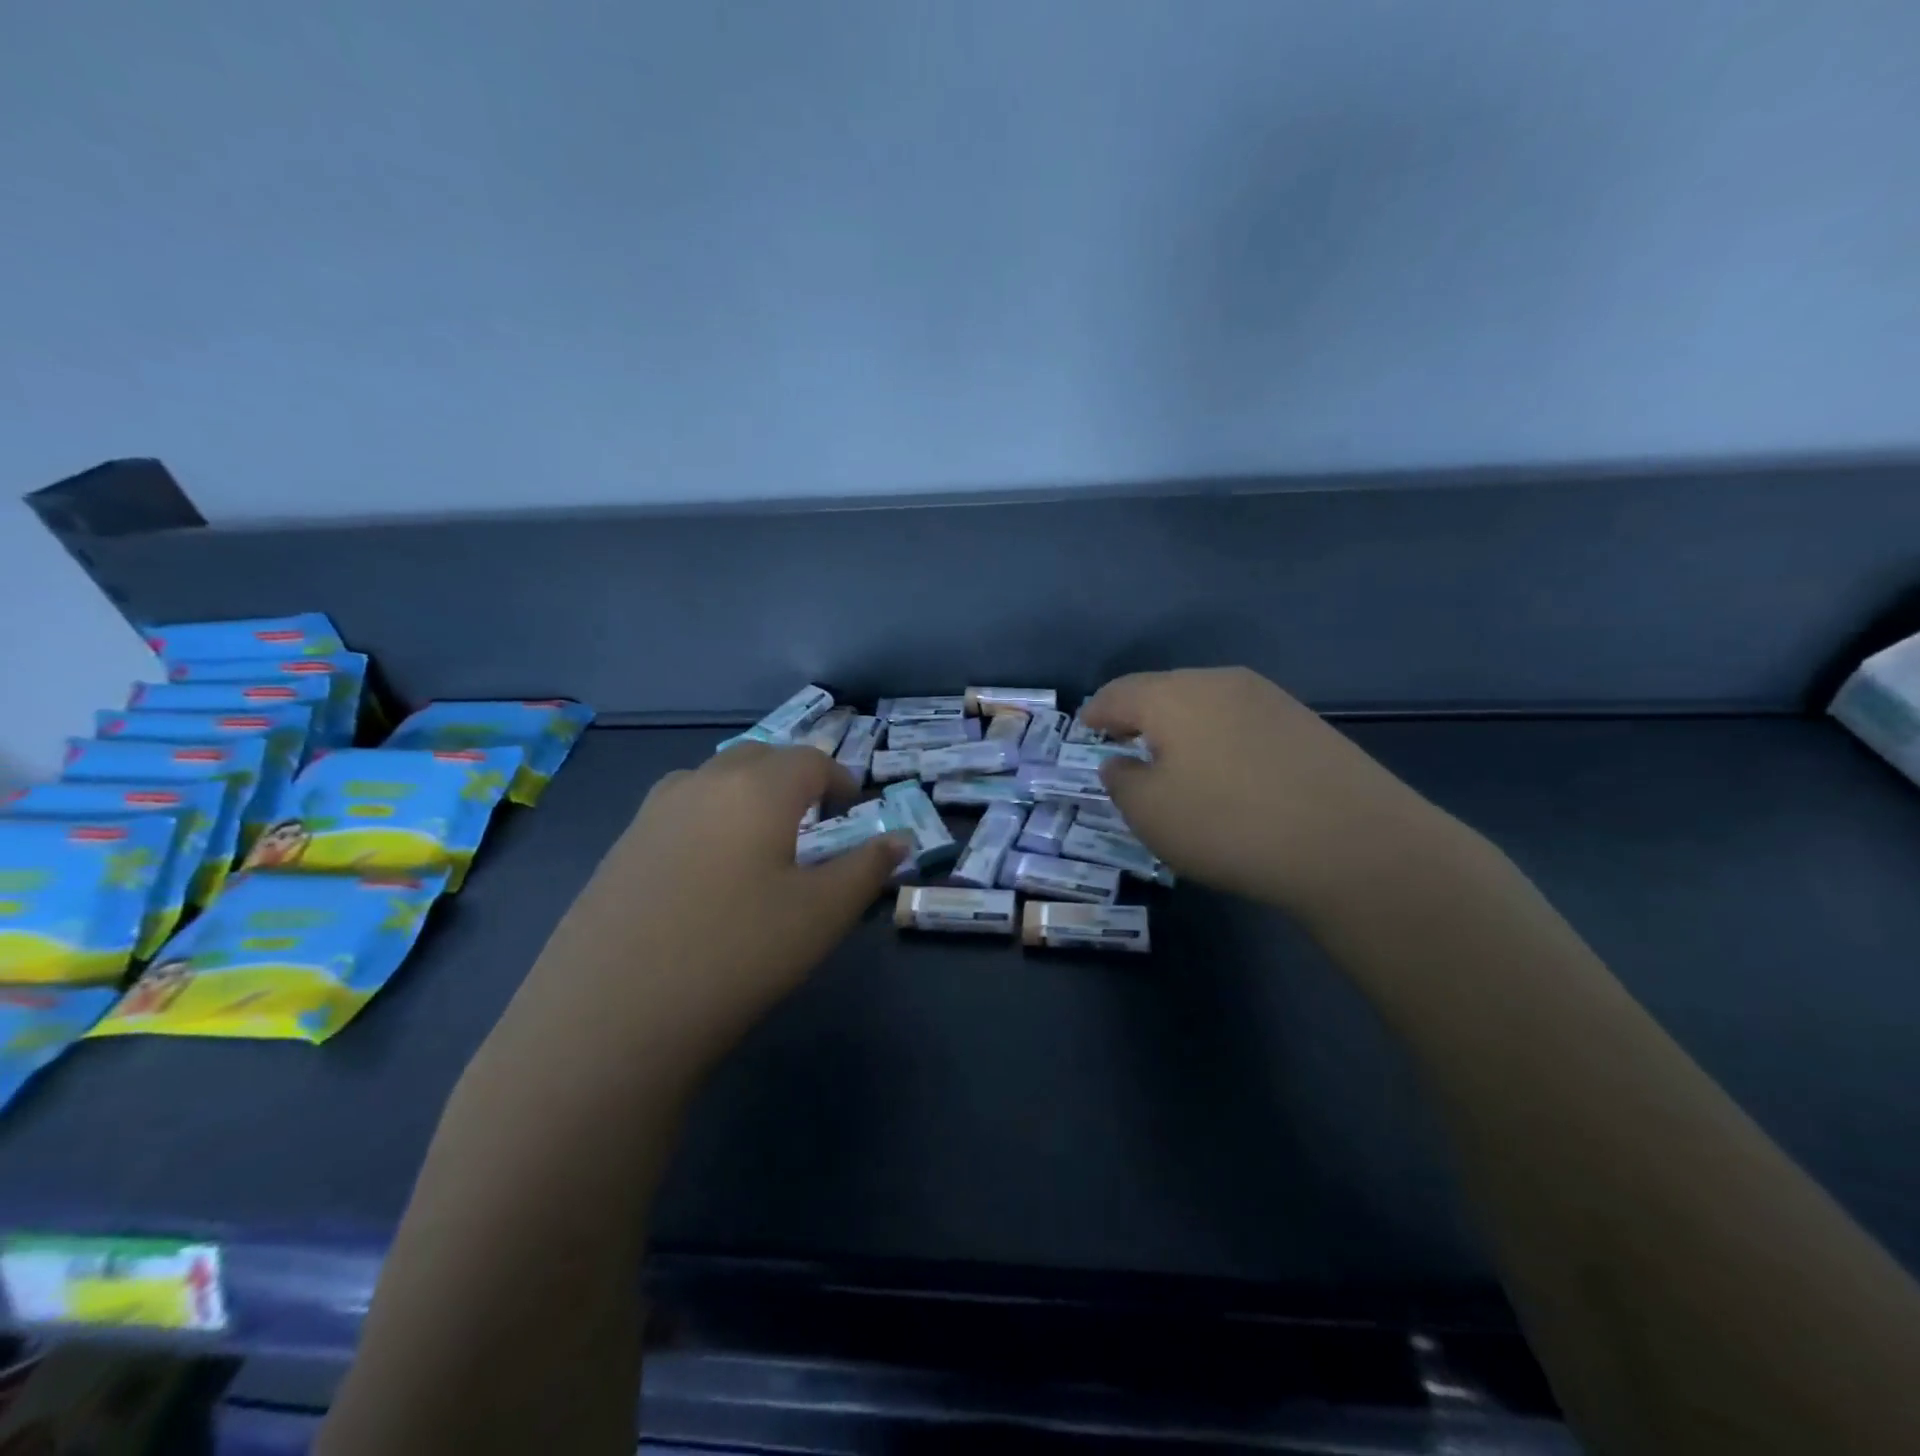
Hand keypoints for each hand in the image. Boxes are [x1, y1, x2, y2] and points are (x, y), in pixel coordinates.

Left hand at [511, 743, 909, 1070]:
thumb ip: (866, 869)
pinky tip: (707, 871)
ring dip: (746, 793)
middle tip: (813, 820)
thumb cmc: (737, 953)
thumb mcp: (821, 914)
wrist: (611, 1013)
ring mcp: (652, 812)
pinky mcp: (620, 847)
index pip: (811, 761)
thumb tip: (898, 840)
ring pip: (713, 779)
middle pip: (759, 758)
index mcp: (757, 788)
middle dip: (793, 778)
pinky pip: (679, 810)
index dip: (840, 780)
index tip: (854, 811)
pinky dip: (708, 818)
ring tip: (761, 840)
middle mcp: (702, 783)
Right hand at [1081, 668, 1458, 921]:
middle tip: (1124, 743)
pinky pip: (1241, 722)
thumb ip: (1122, 782)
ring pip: (1206, 704)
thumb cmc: (1229, 824)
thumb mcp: (1150, 813)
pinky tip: (1226, 771)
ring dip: (1181, 727)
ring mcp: (1270, 698)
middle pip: (1164, 690)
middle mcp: (1220, 682)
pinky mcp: (1306, 723)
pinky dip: (1219, 739)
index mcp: (1173, 695)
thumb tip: (1121, 762)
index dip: (1096, 712)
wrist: (1354, 843)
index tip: (1085, 729)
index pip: (1119, 693)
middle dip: (1139, 715)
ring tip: (1173, 759)